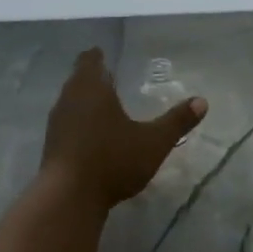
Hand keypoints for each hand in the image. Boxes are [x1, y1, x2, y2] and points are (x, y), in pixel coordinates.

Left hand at [42, 50, 206, 207]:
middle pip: (77, 80)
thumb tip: (202, 101)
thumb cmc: (112, 160)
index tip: (104, 54)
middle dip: (92, 78)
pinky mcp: (50, 146)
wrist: (69, 197)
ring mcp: (56, 124)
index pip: (89, 61)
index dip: (97, 56)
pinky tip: (90, 136)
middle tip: (109, 78)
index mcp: (91, 89)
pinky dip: (77, 123)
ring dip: (83, 102)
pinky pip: (66, 125)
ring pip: (70, 102)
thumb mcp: (153, 142)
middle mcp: (69, 100)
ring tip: (101, 106)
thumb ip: (177, 121)